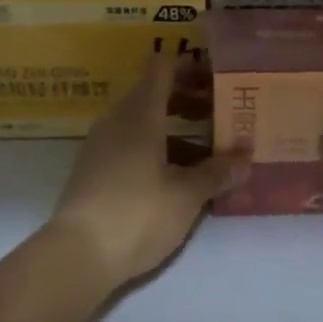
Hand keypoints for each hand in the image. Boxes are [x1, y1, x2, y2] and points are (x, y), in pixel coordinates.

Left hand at [48, 55, 243, 288]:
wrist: (77, 256)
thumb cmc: (137, 213)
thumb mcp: (186, 195)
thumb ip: (217, 172)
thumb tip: (245, 158)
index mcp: (139, 114)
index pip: (162, 67)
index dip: (190, 65)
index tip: (219, 76)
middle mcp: (117, 121)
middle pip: (154, 94)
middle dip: (190, 100)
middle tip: (224, 113)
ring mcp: (102, 147)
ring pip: (144, 124)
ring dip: (177, 130)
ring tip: (211, 151)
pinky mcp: (96, 172)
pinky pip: (132, 147)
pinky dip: (159, 151)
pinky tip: (181, 178)